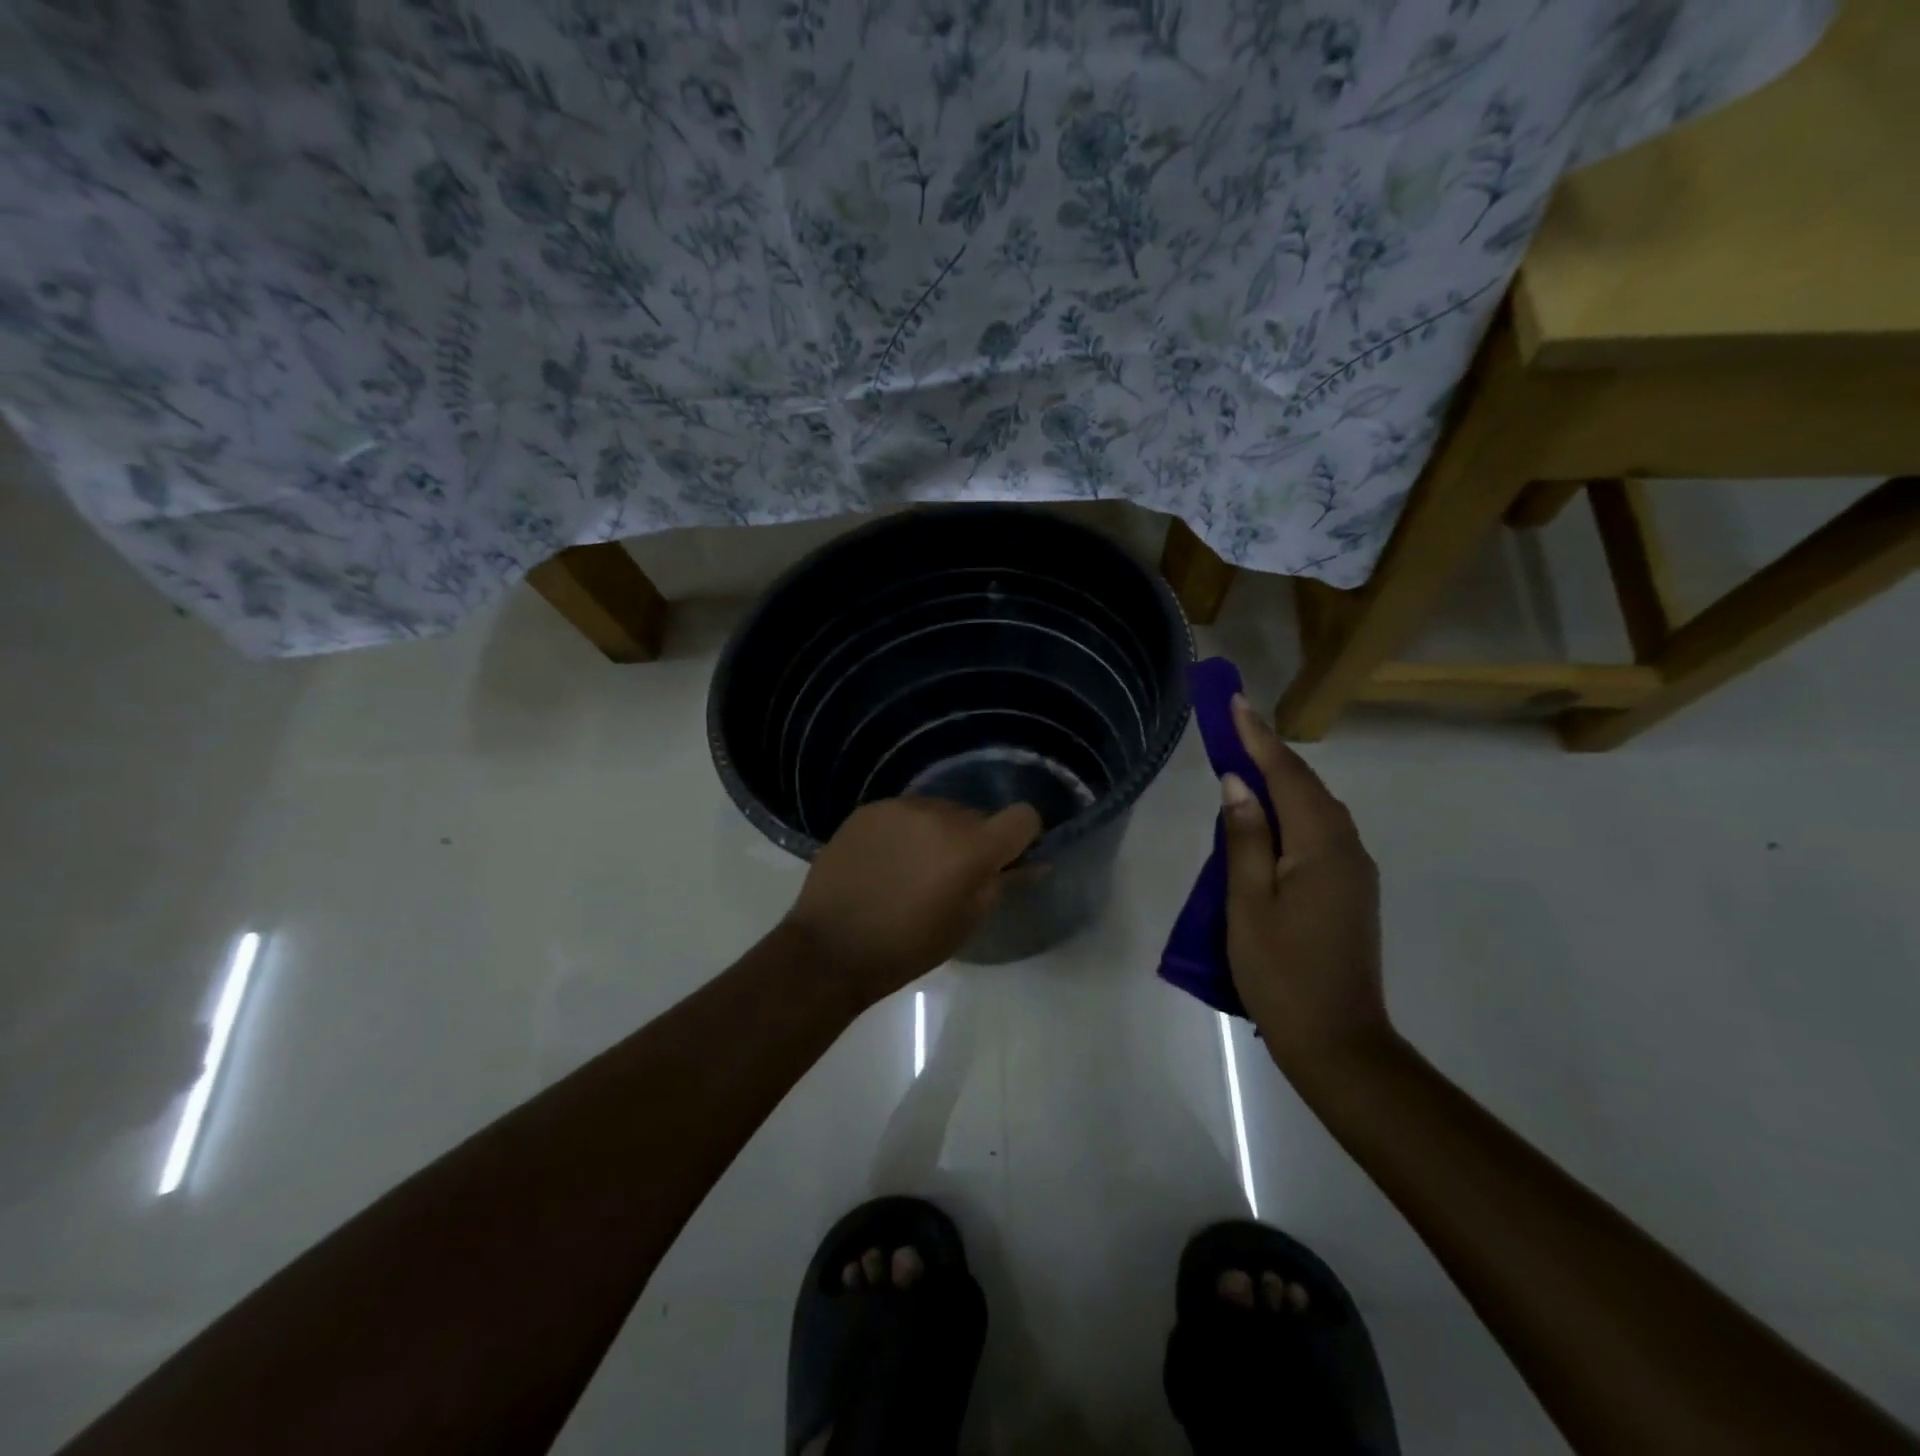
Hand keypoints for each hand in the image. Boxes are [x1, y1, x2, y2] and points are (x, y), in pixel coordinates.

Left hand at [783, 796, 1042, 1004]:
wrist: (830, 947)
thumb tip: (1033, 863)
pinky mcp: (869, 809)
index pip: (1022, 817)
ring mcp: (901, 807)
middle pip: (976, 816)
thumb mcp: (965, 923)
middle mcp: (940, 814)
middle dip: (972, 841)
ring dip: (937, 834)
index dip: (1021, 837)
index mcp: (971, 846)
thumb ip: (1002, 885)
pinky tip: (884, 862)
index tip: (1005, 860)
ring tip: (911, 870)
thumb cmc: (907, 946)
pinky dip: (905, 832)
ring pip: (939, 812)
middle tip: (950, 877)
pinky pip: (904, 813)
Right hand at [1220, 695, 1390, 1079]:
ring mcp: (1354, 871)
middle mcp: (1347, 849)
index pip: (1287, 776)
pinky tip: (1268, 815)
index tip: (1234, 703)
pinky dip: (1292, 810)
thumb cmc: (1281, 973)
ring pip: (1316, 809)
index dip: (1257, 738)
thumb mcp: (1248, 905)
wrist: (1338, 1041)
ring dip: (1281, 780)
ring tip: (1243, 760)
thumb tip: (1238, 783)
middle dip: (1269, 751)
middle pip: (1306, 786)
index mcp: (1322, 848)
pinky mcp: (1350, 890)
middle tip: (1232, 725)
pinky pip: (1319, 832)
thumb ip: (1245, 839)